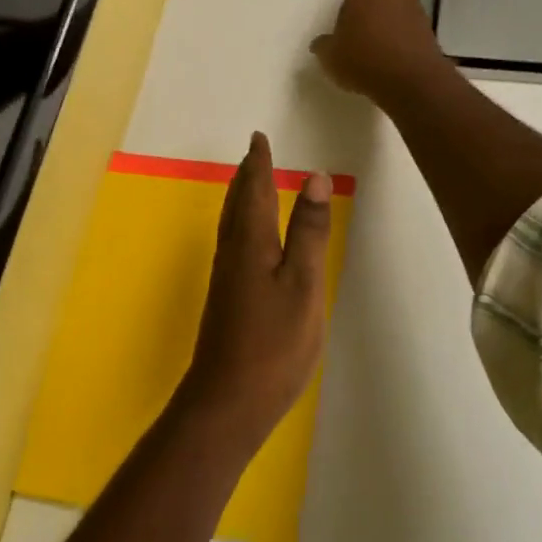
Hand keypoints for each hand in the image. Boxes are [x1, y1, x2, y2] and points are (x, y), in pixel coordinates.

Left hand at [177, 132, 332, 453]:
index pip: (255, 190)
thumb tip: (314, 176)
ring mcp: (227, 278)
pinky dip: (241, 222)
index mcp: (251, 242)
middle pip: (237, 203)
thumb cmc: (273, 343)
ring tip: (249, 182)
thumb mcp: (303, 283)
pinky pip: (233, 241)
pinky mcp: (226, 299)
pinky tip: (247, 237)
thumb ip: (308, 231)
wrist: (227, 403)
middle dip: (247, 175)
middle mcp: (233, 252)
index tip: (259, 137)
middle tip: (254, 153)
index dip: (259, 163)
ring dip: (241, 196)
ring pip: (232, 223)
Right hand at [309, 0, 448, 107]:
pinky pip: (412, 22)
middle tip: (362, 13)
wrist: (411, 80)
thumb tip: (320, 44)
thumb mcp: (331, 54)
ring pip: (403, 0)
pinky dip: (403, 30)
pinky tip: (390, 52)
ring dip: (392, 11)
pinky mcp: (429, 29)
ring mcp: (417, 7)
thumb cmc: (364, 56)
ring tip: (376, 36)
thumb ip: (324, 44)